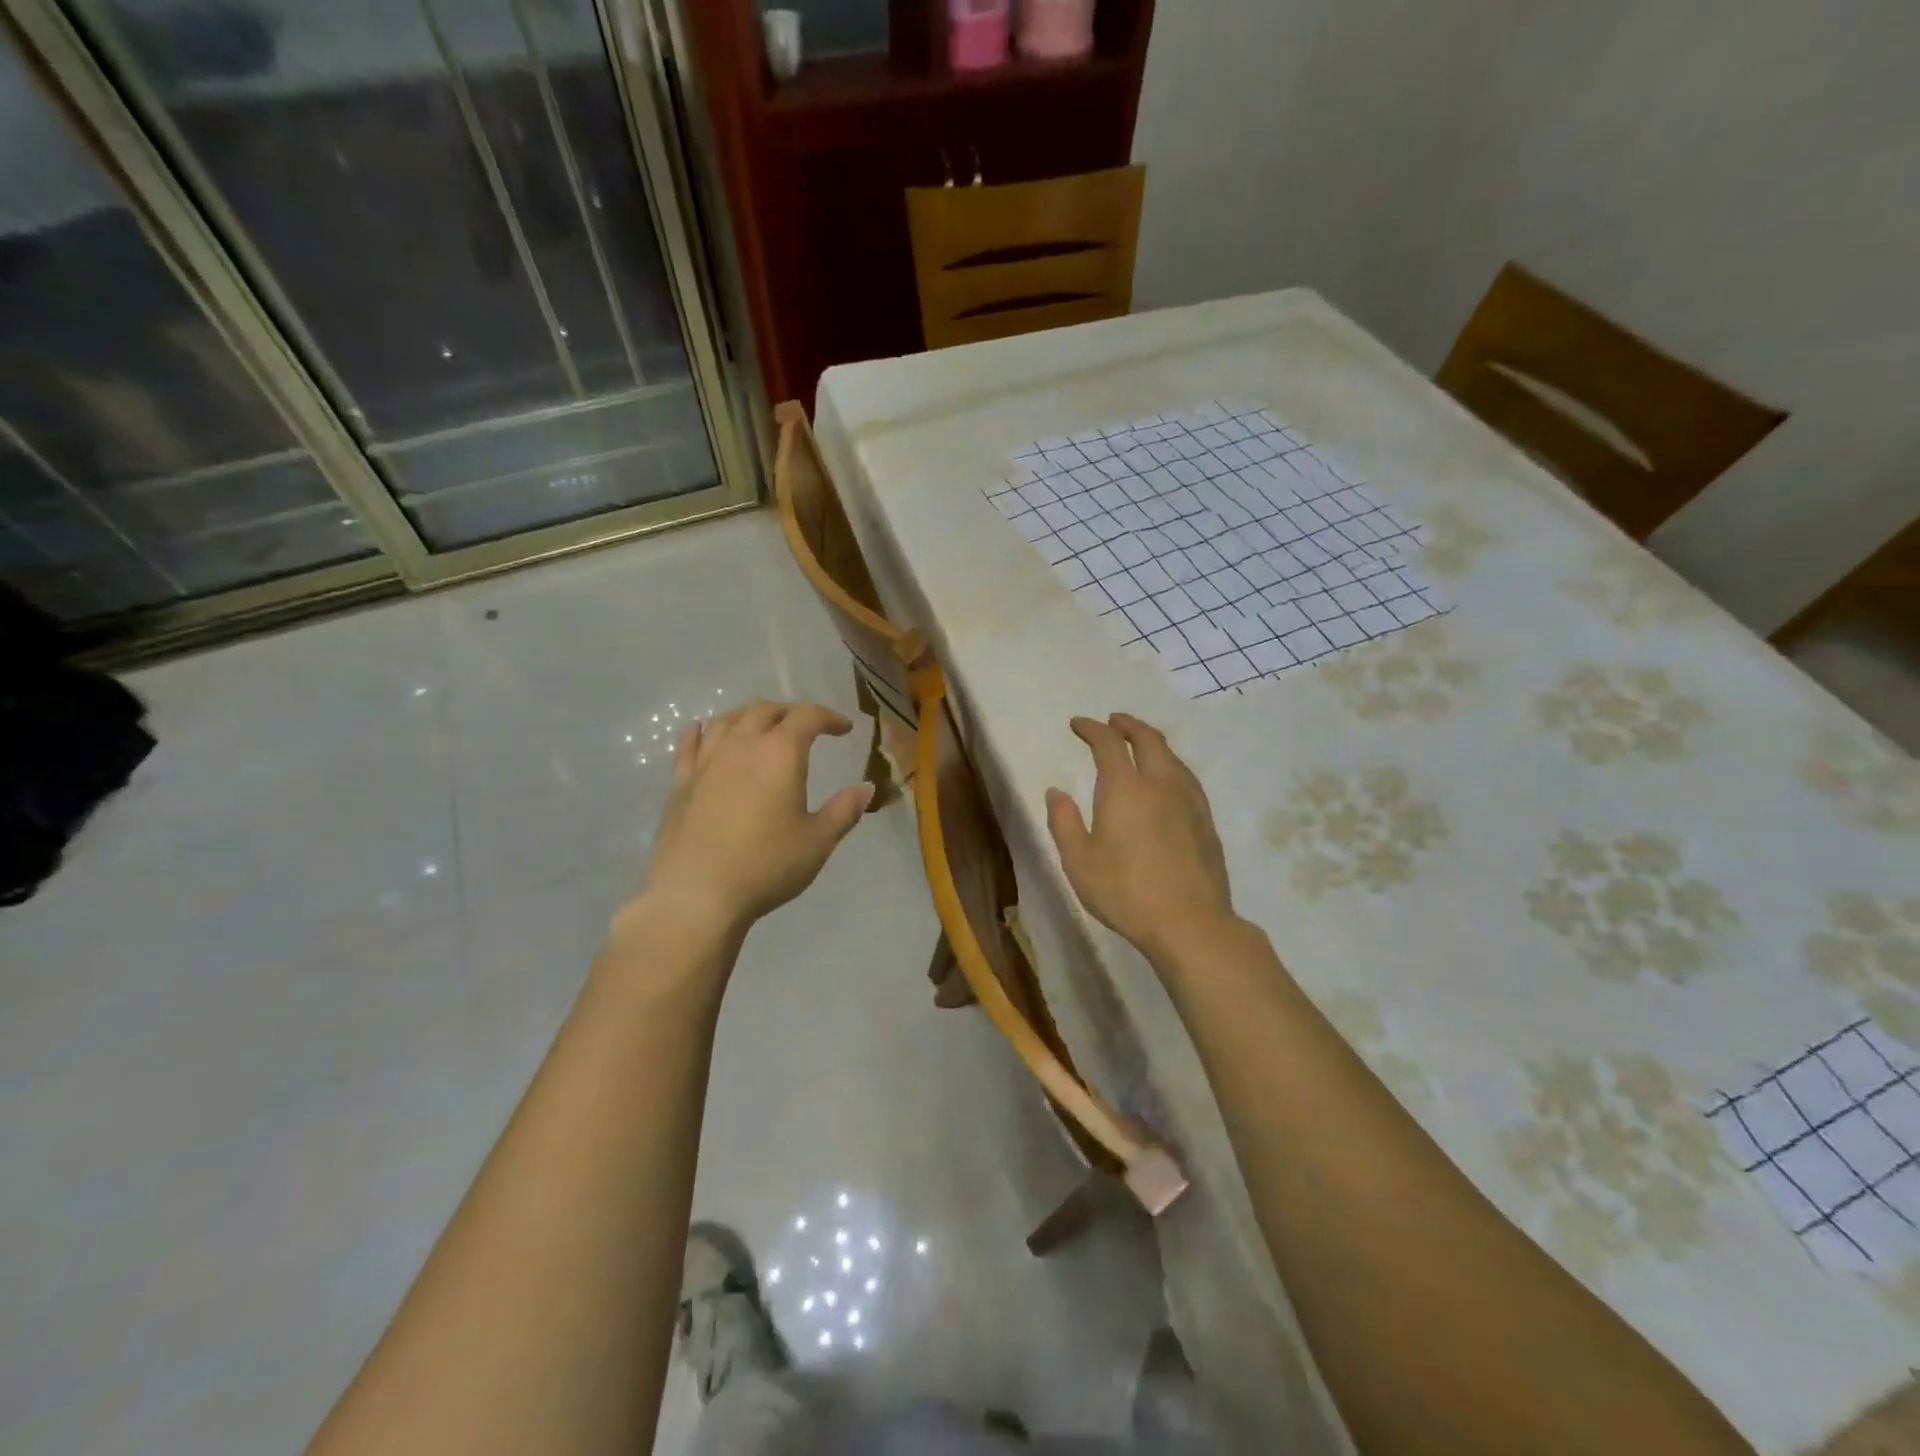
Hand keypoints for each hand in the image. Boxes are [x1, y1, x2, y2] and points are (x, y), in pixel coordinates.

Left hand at [627, 699, 873, 942]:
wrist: (697, 894)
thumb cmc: (766, 865)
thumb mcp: (818, 841)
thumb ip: (844, 810)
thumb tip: (866, 788)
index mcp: (780, 753)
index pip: (807, 717)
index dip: (829, 717)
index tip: (844, 728)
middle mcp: (741, 746)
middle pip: (764, 710)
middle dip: (790, 712)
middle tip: (806, 726)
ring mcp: (706, 762)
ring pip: (727, 720)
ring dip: (750, 716)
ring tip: (762, 726)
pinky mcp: (680, 783)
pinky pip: (689, 745)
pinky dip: (701, 732)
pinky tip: (702, 730)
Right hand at [1046, 713, 1235, 962]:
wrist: (1190, 923)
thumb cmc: (1125, 892)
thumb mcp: (1079, 861)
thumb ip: (1063, 822)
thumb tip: (1056, 792)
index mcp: (1125, 787)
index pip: (1108, 743)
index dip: (1091, 728)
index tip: (1077, 724)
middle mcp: (1160, 783)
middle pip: (1147, 739)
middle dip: (1127, 724)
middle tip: (1113, 721)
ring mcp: (1189, 800)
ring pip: (1171, 756)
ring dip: (1151, 742)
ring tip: (1138, 746)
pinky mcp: (1206, 820)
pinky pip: (1185, 777)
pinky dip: (1169, 765)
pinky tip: (1165, 781)